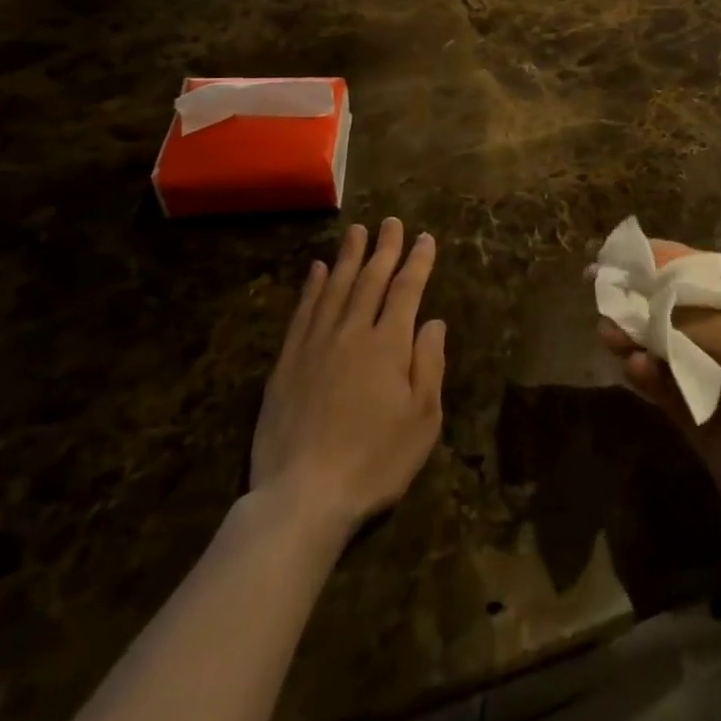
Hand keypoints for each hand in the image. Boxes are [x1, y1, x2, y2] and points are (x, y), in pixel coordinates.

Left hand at [251, 219, 445, 535]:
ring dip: (349, 256)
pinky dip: (312, 286)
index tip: (425, 238)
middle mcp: (352, 332)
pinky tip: (318, 269)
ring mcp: (316, 344)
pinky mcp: (287, 363)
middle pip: (371, 279)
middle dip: (385, 248)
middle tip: (391, 222)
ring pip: (336, 287)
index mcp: (389, 345)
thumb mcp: (422, 421)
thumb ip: (429, 365)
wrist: (302, 498)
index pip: (406, 290)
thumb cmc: (374, 462)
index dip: (418, 261)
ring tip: (357, 230)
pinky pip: (303, 312)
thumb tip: (434, 322)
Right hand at [600, 242, 720, 570]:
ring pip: (664, 348)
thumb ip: (698, 322)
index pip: (704, 273)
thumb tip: (650, 306)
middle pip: (678, 309)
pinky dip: (646, 376)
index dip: (664, 260)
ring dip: (636, 336)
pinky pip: (665, 390)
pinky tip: (632, 368)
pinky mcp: (700, 423)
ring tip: (608, 331)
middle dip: (641, 298)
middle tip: (600, 290)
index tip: (625, 253)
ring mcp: (716, 383)